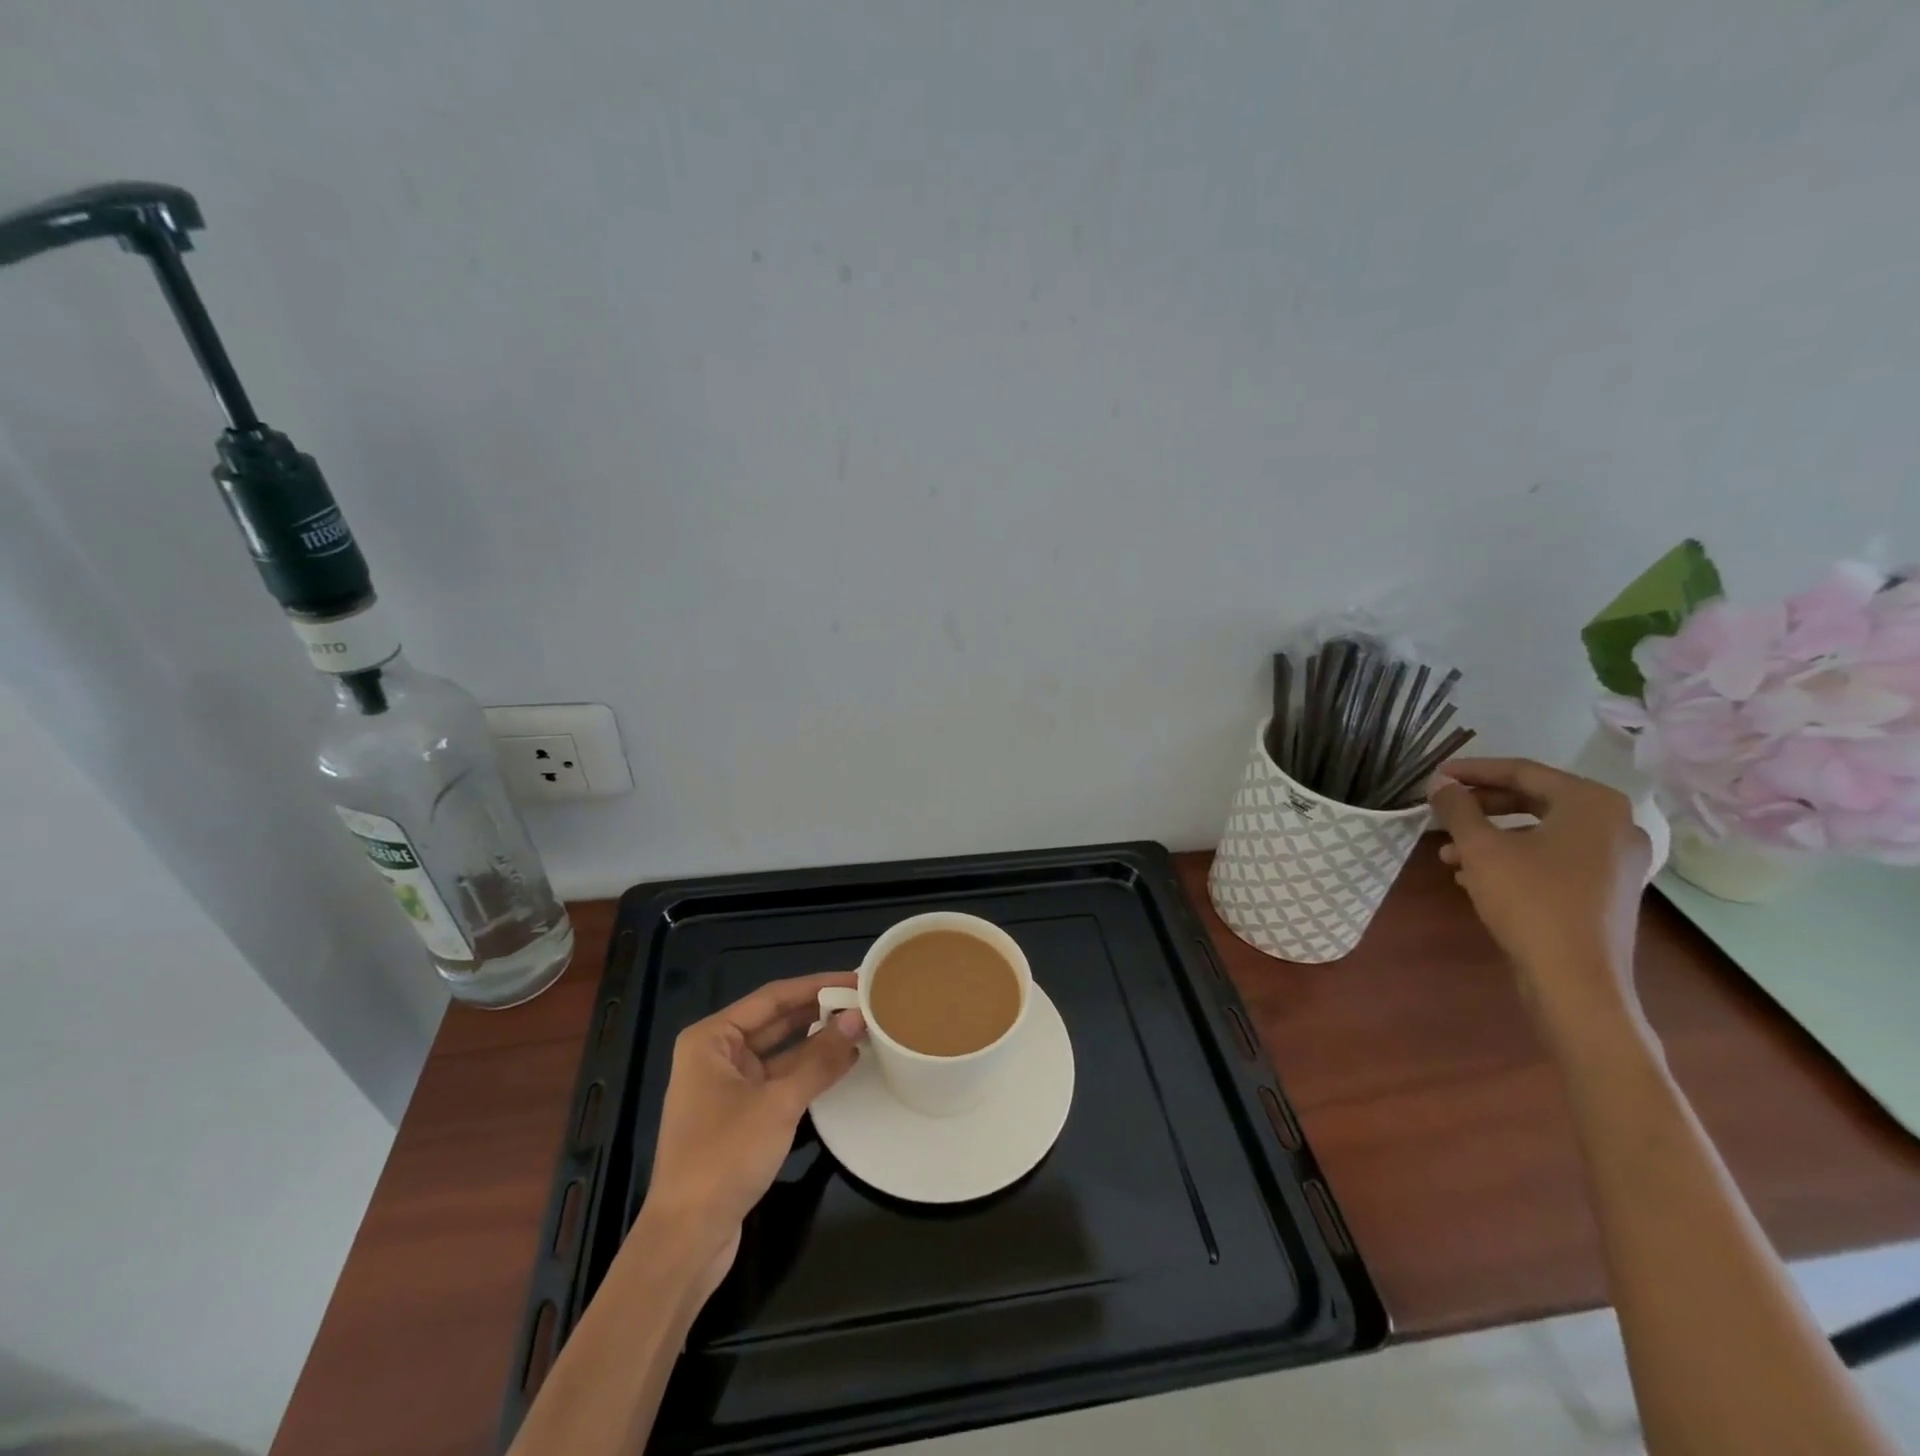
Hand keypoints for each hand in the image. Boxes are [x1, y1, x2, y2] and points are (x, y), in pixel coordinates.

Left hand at [631, 973, 865, 1305]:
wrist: (686, 1239)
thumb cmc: (724, 1156)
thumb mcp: (778, 1103)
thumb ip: (820, 1059)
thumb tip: (858, 1021)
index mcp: (712, 1038)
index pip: (773, 997)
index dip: (816, 985)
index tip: (856, 978)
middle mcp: (716, 1054)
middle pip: (776, 1021)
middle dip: (819, 1013)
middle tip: (865, 1001)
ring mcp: (727, 1086)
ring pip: (781, 1052)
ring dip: (817, 1043)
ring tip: (862, 1028)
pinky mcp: (739, 1116)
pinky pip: (779, 1080)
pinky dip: (808, 1072)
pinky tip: (842, 1064)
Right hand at [1426, 758, 1651, 1033]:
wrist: (1575, 980)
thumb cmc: (1529, 900)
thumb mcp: (1480, 848)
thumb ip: (1457, 808)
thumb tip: (1440, 783)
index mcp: (1591, 804)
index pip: (1523, 771)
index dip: (1473, 771)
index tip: (1436, 776)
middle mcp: (1614, 825)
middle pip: (1534, 800)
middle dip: (1481, 807)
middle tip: (1442, 810)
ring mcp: (1616, 861)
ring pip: (1541, 833)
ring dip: (1491, 837)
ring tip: (1448, 853)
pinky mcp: (1607, 891)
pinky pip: (1554, 859)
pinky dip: (1514, 859)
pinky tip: (1474, 877)